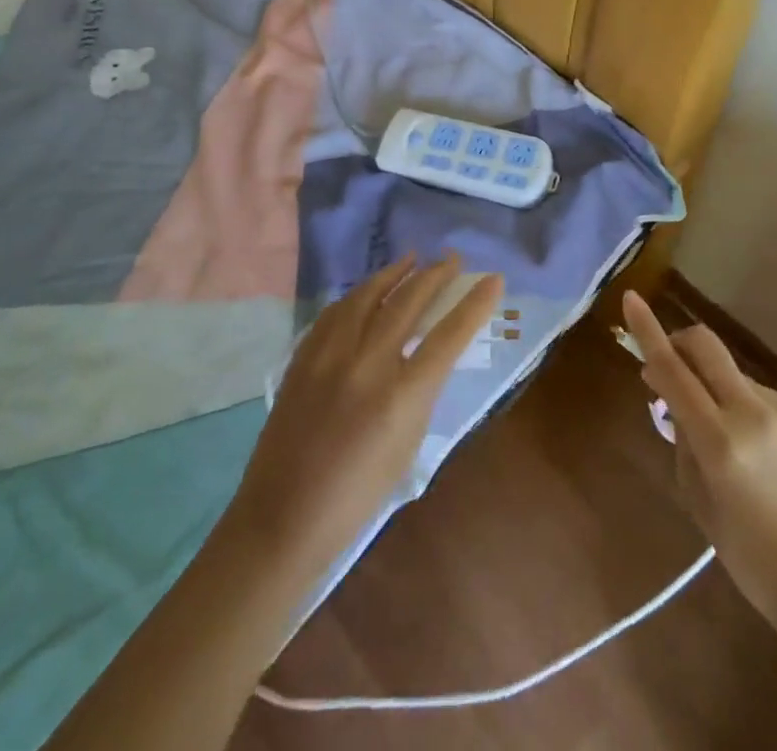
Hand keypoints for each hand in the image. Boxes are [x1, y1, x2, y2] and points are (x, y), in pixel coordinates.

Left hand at [226, 253, 502, 583]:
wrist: (283, 518)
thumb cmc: (356, 498)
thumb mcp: (406, 446)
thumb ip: (419, 394)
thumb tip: (426, 356)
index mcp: (402, 396)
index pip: (449, 336)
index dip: (475, 304)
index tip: (493, 279)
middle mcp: (368, 365)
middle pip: (408, 302)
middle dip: (435, 276)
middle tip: (452, 259)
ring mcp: (330, 356)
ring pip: (367, 296)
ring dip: (394, 273)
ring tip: (412, 259)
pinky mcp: (303, 358)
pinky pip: (336, 312)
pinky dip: (357, 295)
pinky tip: (366, 290)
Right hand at [622, 289, 776, 631]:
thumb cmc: (750, 556)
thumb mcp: (699, 500)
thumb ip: (682, 438)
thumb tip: (670, 396)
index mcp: (720, 441)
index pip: (672, 371)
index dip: (647, 331)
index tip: (630, 298)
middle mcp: (752, 413)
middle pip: (706, 346)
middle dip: (679, 341)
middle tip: (666, 363)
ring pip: (731, 374)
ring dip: (711, 385)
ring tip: (717, 434)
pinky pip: (758, 395)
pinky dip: (740, 406)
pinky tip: (753, 449)